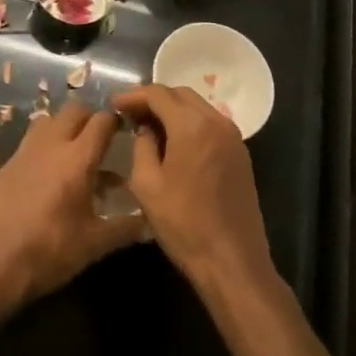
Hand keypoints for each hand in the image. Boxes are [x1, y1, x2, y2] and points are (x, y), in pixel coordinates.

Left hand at [0, 102, 146, 316]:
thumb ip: (125, 228)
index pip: (102, 121)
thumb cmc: (51, 251)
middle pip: (74, 110)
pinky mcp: (5, 164)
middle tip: (100, 139)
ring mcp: (25, 151)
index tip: (125, 129)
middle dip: (89, 117)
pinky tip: (45, 175)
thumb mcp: (95, 244)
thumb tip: (150, 224)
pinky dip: (43, 148)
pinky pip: (29, 143)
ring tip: (73, 151)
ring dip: (63, 127)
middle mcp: (52, 144)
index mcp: (78, 158)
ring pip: (48, 120)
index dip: (116, 121)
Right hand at [112, 85, 274, 298]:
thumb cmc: (184, 224)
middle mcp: (216, 122)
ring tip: (150, 126)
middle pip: (181, 94)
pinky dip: (190, 123)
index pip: (158, 94)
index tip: (114, 104)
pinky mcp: (241, 154)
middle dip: (154, 99)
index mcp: (192, 125)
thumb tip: (146, 130)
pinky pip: (211, 124)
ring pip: (198, 107)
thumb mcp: (147, 185)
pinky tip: (175, 142)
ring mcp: (233, 137)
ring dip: (174, 110)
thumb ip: (142, 147)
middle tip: (131, 114)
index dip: (134, 96)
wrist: (232, 261)